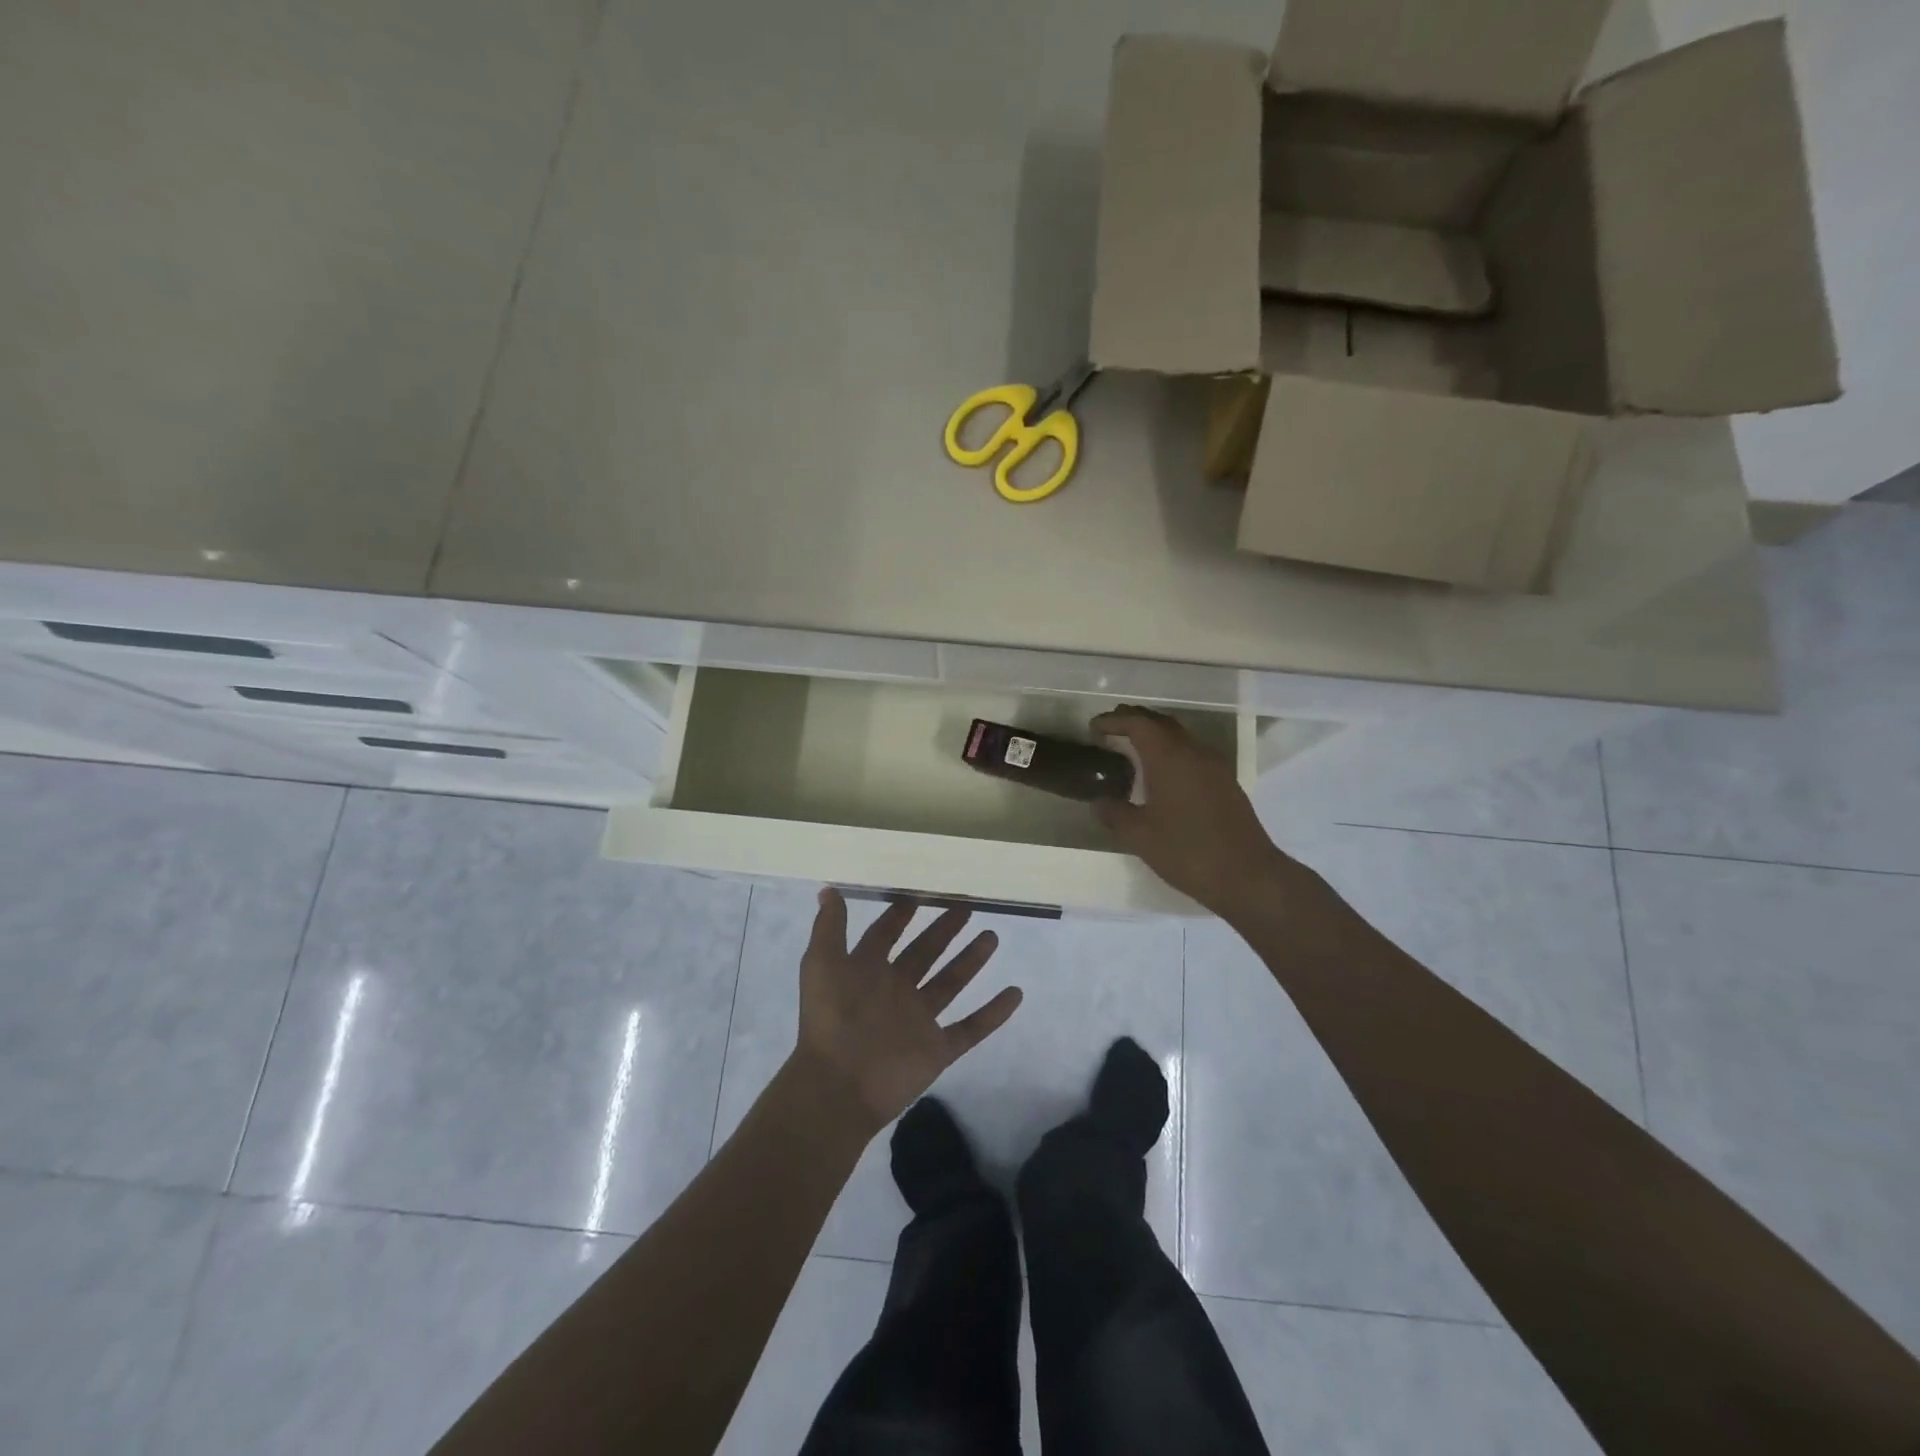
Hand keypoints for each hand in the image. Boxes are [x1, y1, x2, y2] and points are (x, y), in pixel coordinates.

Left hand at [794, 889, 1022, 1131]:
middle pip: (924, 953)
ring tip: (991, 937)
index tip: (919, 895)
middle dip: (943, 930)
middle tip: (966, 907)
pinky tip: (1015, 993)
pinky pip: (971, 1028)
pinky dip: (993, 1013)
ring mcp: (918, 1021)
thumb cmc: (830, 1019)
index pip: (884, 936)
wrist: (839, 1086)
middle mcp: (895, 991)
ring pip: (950, 983)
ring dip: (970, 961)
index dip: (898, 917)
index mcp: (867, 971)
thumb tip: (829, 889)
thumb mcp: (821, 965)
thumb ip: (829, 928)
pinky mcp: (937, 1049)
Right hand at [1091, 706, 1308, 918]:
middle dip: (1135, 721)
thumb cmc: (1187, 852)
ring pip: (1180, 737)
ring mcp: (1215, 767)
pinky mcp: (1226, 783)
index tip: (1094, 727)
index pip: (1139, 724)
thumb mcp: (1140, 836)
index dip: (1114, 721)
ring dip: (1155, 736)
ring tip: (1132, 750)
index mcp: (1170, 757)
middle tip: (1111, 730)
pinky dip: (1172, 753)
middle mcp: (1194, 752)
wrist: (1247, 876)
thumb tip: (1099, 801)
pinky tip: (1162, 775)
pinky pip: (1193, 754)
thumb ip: (1115, 813)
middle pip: (1161, 723)